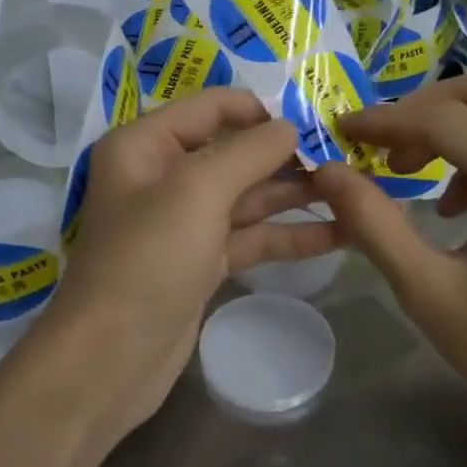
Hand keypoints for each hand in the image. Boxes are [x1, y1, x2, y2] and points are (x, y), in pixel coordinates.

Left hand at [36, 89, 343, 444]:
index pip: (211, 107)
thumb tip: (289, 127)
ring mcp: (184, 222)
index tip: (315, 121)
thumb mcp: (198, 191)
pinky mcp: (202, 261)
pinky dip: (289, 234)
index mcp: (145, 144)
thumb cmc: (148, 259)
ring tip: (355, 190)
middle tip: (347, 157)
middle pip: (234, 151)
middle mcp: (162, 176)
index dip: (261, 110)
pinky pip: (250, 236)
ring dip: (296, 194)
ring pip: (248, 196)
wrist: (111, 360)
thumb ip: (248, 151)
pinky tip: (339, 234)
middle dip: (287, 154)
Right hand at [311, 72, 466, 444]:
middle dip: (421, 109)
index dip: (384, 120)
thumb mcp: (431, 293)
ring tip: (409, 174)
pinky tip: (457, 204)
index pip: (444, 119)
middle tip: (381, 147)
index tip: (339, 130)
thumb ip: (374, 224)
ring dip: (451, 128)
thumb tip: (327, 171)